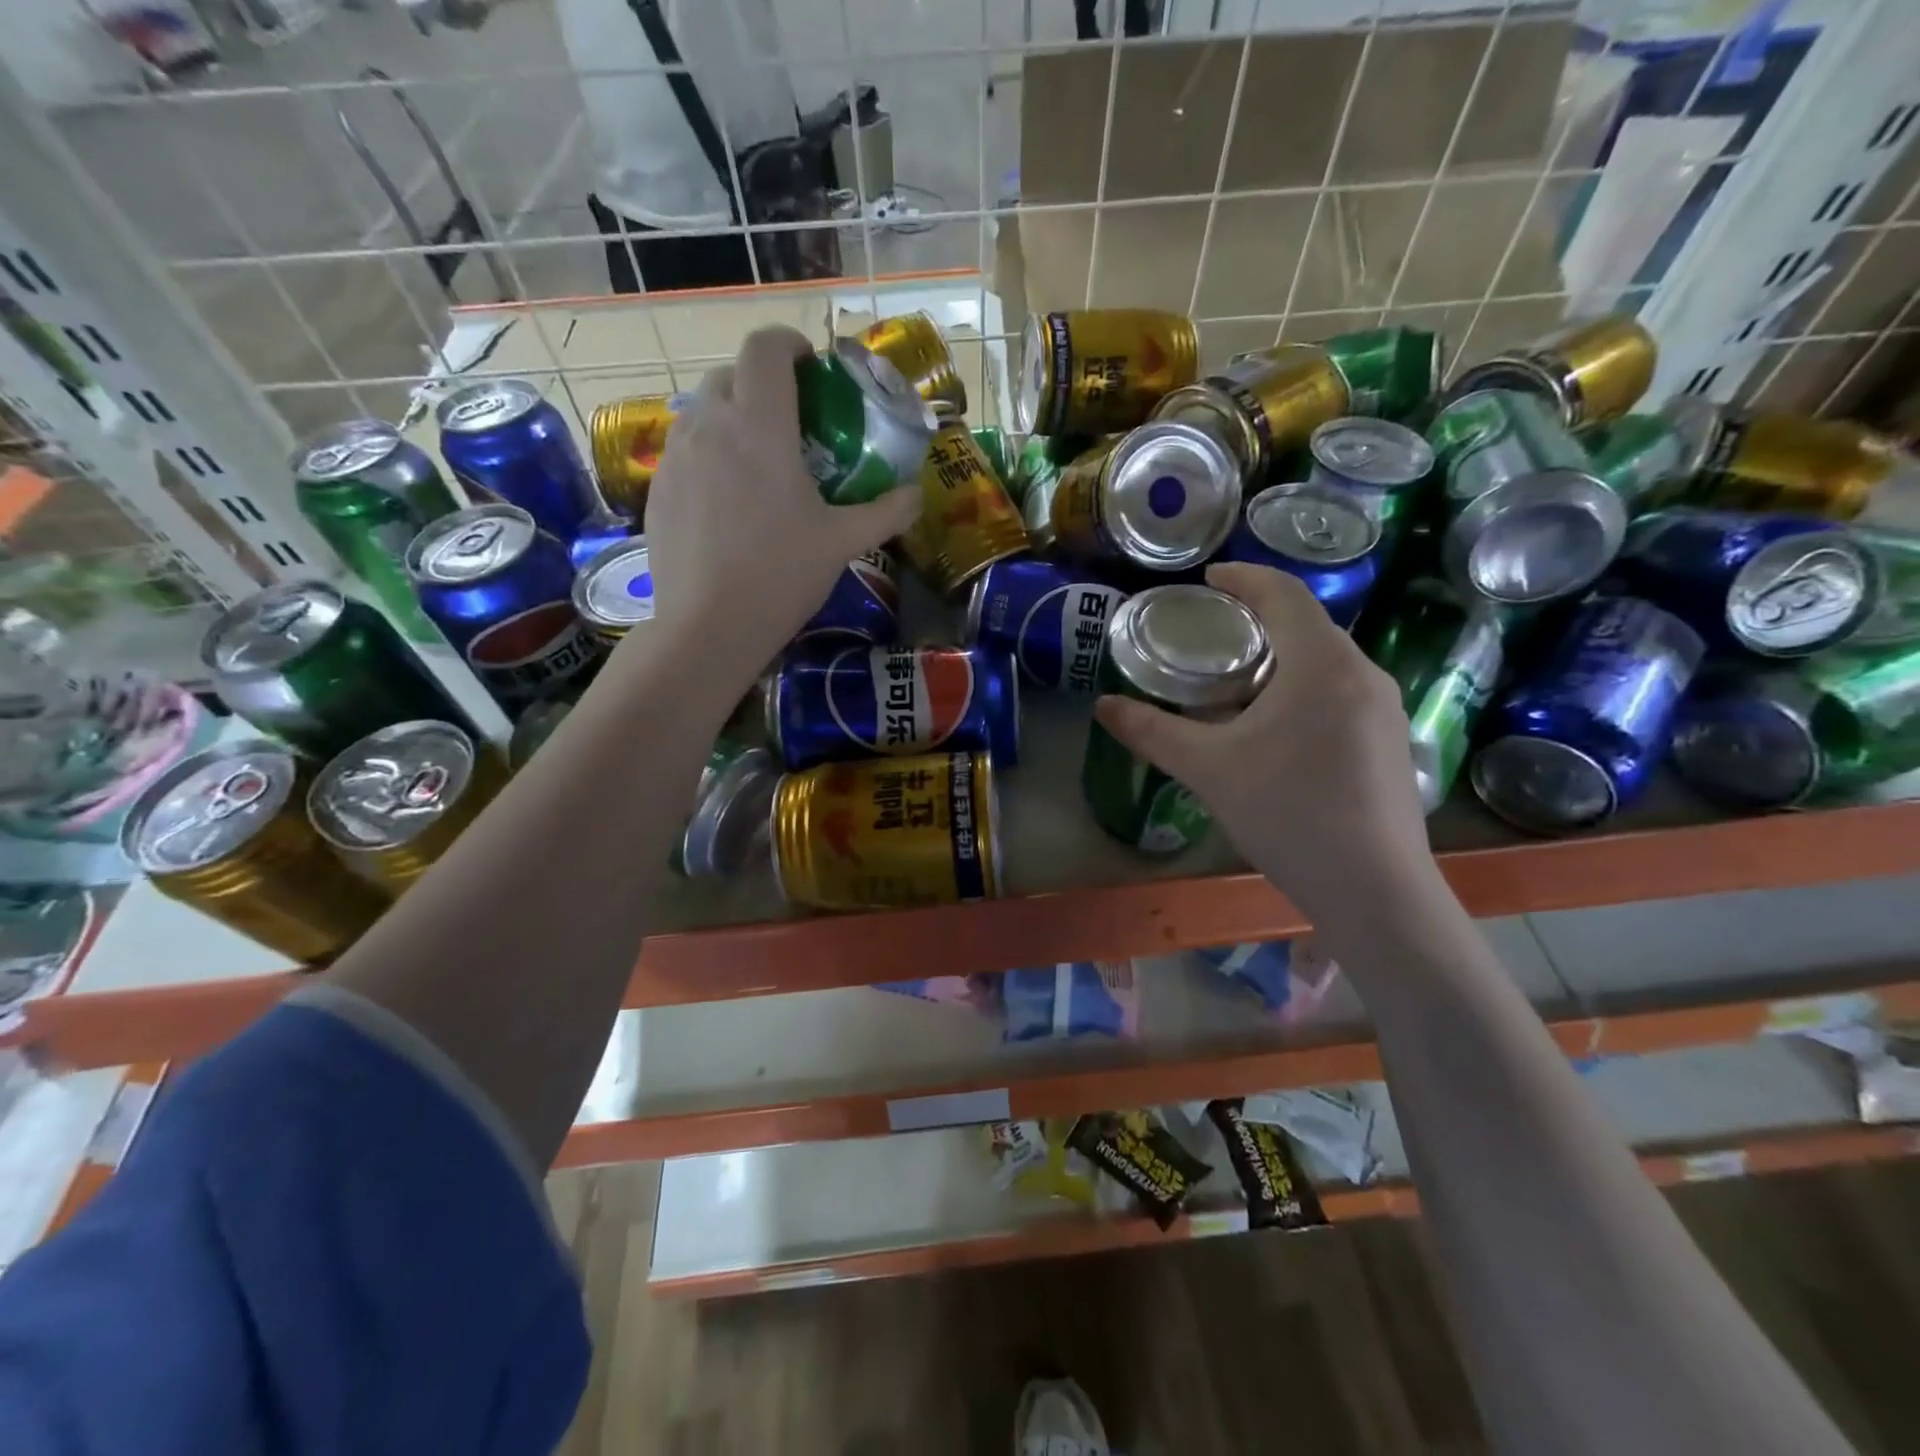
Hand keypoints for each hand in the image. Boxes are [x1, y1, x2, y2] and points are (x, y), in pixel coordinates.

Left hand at [638, 326, 921, 680]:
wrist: (708, 626)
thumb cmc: (781, 576)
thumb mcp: (843, 542)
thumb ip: (886, 512)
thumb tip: (918, 495)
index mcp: (760, 425)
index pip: (766, 347)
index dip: (790, 343)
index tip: (810, 365)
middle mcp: (710, 425)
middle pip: (731, 374)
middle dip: (762, 384)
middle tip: (791, 423)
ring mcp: (676, 455)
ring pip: (703, 411)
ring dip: (733, 418)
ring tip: (757, 462)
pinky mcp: (658, 487)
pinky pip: (685, 449)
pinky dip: (709, 454)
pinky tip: (727, 501)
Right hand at [1093, 562, 1433, 924]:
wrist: (1374, 889)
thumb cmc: (1287, 812)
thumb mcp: (1208, 768)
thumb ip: (1152, 731)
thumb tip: (1103, 706)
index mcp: (1321, 664)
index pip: (1283, 594)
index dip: (1244, 577)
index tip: (1208, 579)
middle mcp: (1362, 674)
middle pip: (1307, 626)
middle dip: (1258, 621)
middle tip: (1212, 636)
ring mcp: (1384, 710)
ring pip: (1326, 662)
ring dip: (1281, 659)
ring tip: (1237, 684)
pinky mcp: (1391, 743)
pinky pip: (1341, 693)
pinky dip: (1302, 689)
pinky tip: (1276, 730)